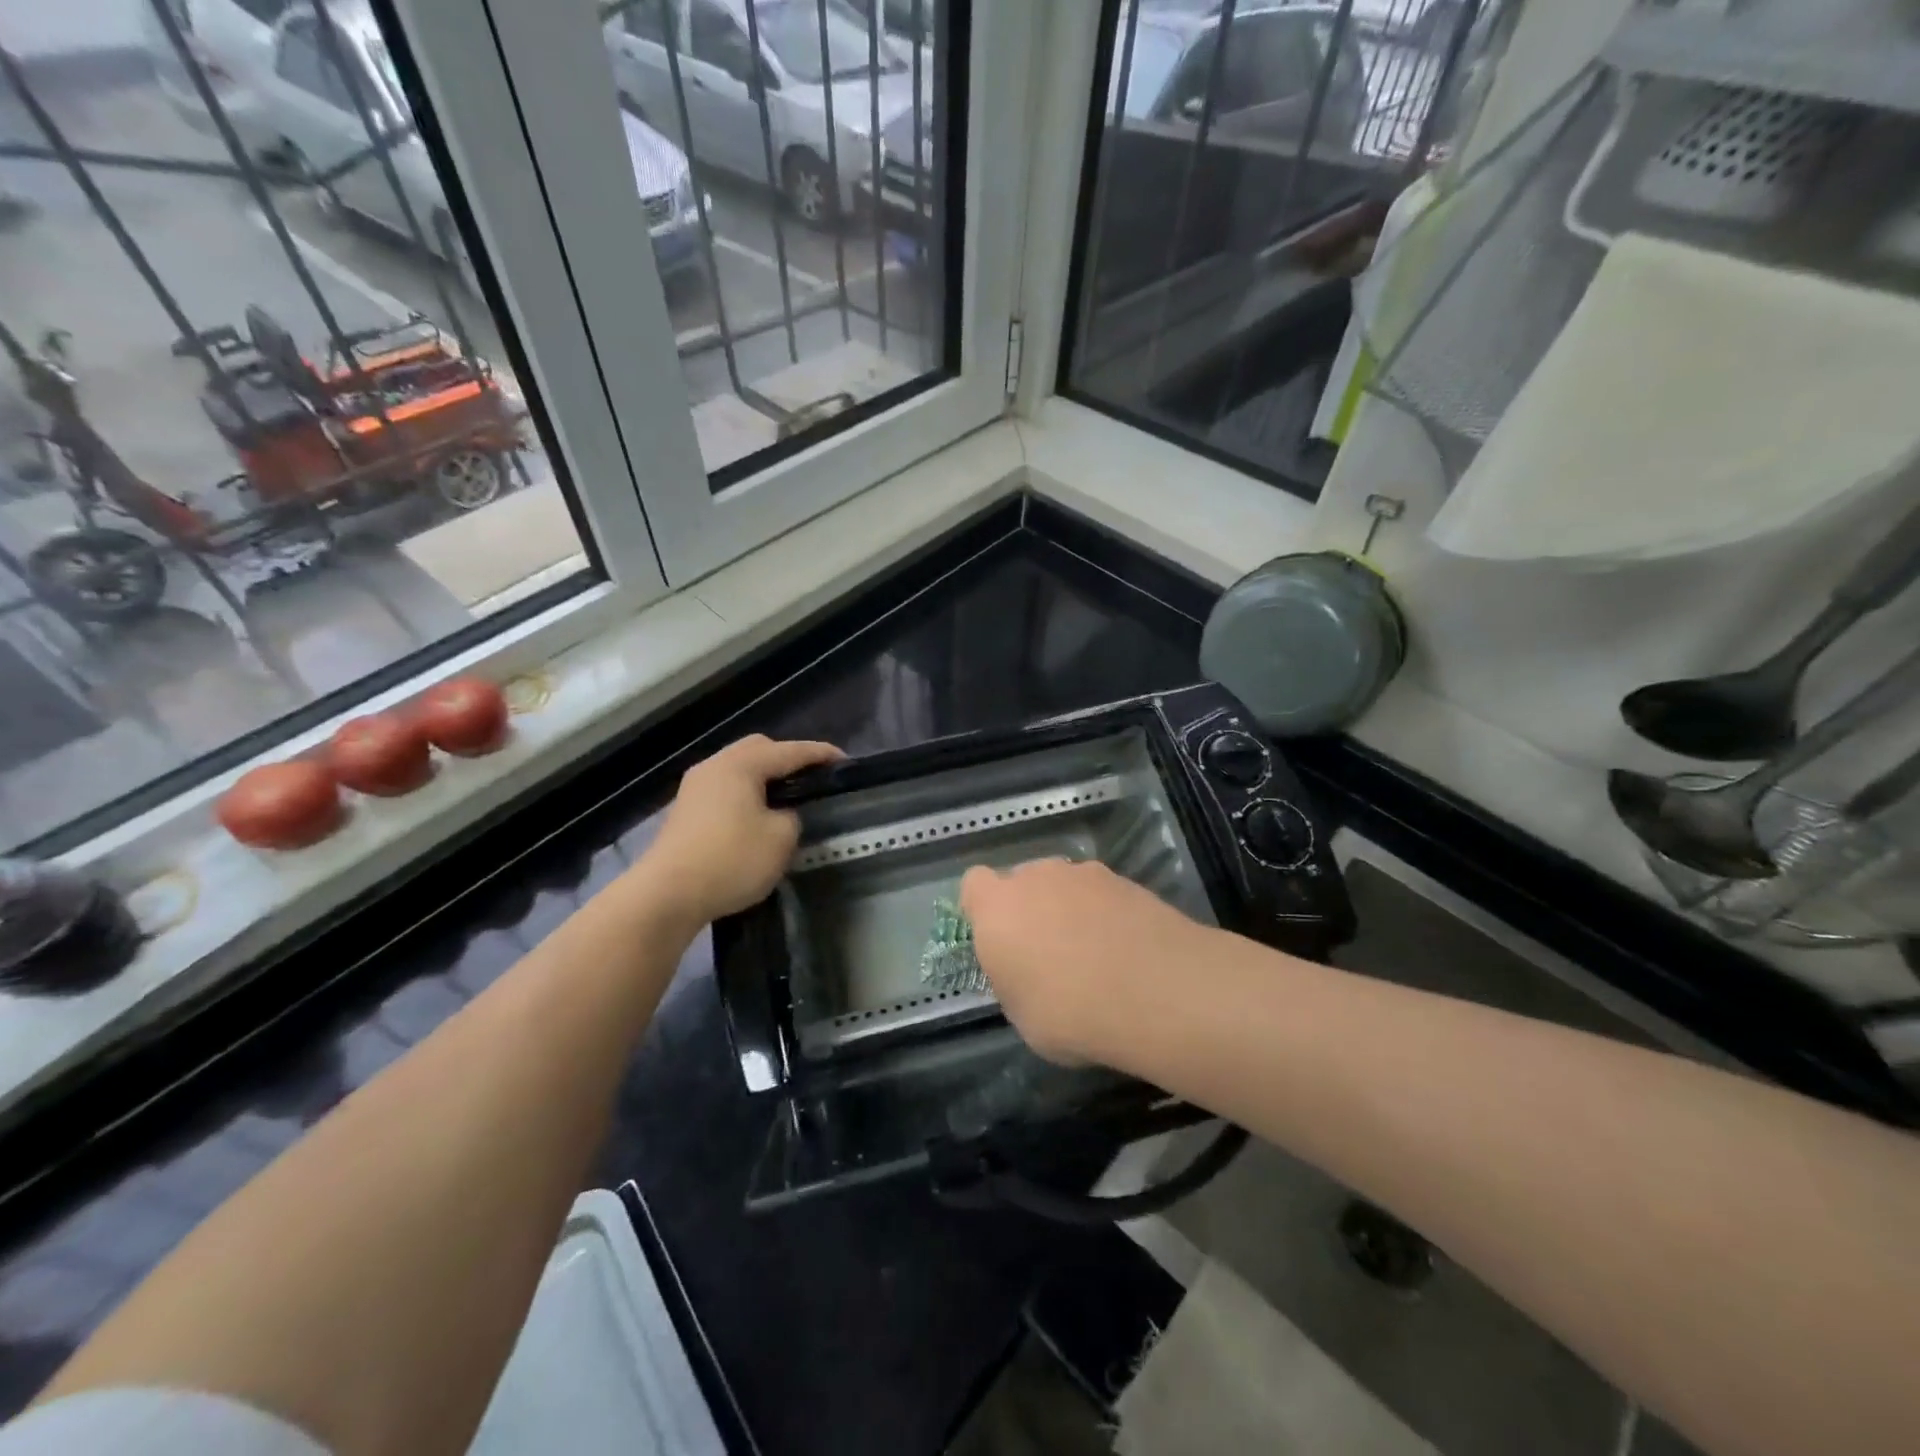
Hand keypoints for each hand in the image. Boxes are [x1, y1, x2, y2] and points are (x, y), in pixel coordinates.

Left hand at [636, 735, 841, 929]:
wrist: (667, 894)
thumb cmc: (731, 859)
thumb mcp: (781, 838)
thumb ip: (792, 816)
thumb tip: (782, 813)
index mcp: (741, 764)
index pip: (790, 751)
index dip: (820, 754)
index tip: (845, 762)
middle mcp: (715, 766)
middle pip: (759, 749)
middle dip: (788, 758)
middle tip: (812, 777)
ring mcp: (695, 788)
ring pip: (738, 769)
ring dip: (764, 778)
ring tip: (787, 796)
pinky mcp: (685, 812)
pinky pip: (725, 790)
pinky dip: (746, 794)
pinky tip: (757, 816)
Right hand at [960, 859, 1210, 1066]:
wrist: (1154, 991)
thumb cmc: (1069, 1013)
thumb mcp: (1022, 1015)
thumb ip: (1014, 979)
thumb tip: (1027, 971)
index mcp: (997, 908)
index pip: (974, 884)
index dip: (983, 908)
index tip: (999, 940)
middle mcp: (1035, 878)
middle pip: (1023, 881)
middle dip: (1030, 908)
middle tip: (1047, 952)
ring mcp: (1083, 874)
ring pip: (1064, 885)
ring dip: (1070, 909)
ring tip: (1095, 953)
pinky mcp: (1125, 880)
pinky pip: (1101, 894)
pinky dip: (1106, 913)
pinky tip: (1125, 949)